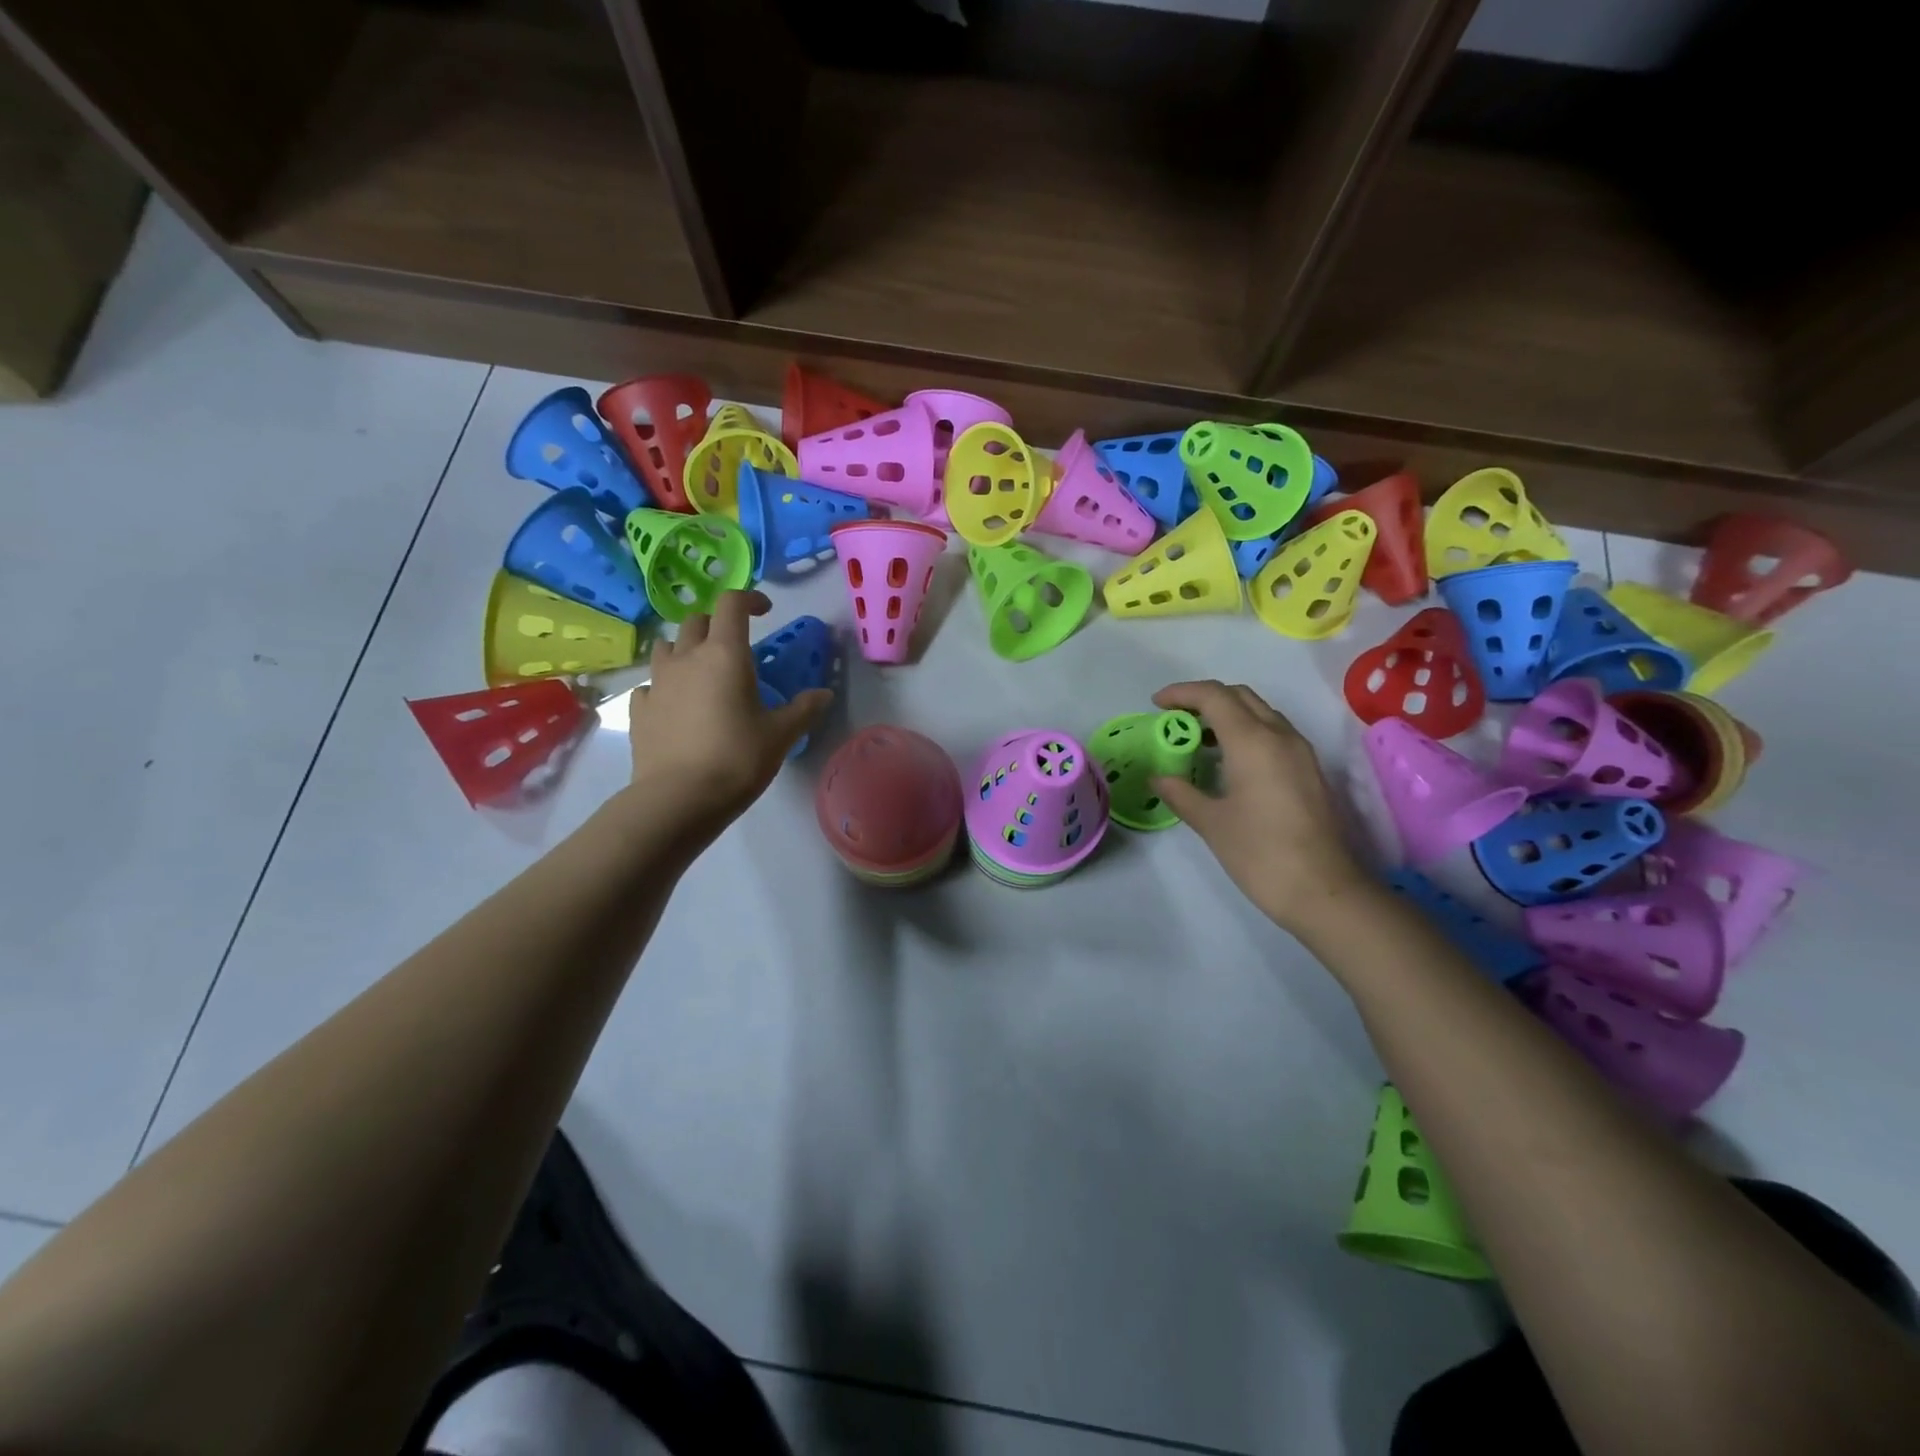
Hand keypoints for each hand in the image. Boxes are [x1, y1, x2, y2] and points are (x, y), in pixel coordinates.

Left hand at [625, 591, 830, 831]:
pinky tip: (677, 707)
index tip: (765, 611)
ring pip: (667, 647)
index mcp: (725, 655)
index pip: (732, 603)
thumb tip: (824, 694)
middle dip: (718, 625)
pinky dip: (665, 686)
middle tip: (736, 648)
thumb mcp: (781, 735)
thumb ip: (804, 709)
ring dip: (685, 650)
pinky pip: (651, 684)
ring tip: (702, 673)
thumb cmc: (737, 759)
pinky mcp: (639, 709)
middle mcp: (687, 658)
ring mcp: (657, 682)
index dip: (749, 599)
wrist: (678, 799)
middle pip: (696, 621)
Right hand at [1149, 680, 1367, 930]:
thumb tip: (1159, 777)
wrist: (1323, 890)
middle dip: (1204, 699)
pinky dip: (1246, 732)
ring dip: (1227, 714)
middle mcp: (1280, 736)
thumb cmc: (1260, 854)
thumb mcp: (1211, 823)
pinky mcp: (1309, 770)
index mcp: (1253, 741)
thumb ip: (1181, 793)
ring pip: (1260, 712)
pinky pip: (1273, 733)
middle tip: (1175, 720)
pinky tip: (1228, 762)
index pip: (1214, 696)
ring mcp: (1300, 752)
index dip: (1182, 693)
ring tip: (1198, 740)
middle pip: (1240, 696)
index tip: (1156, 705)